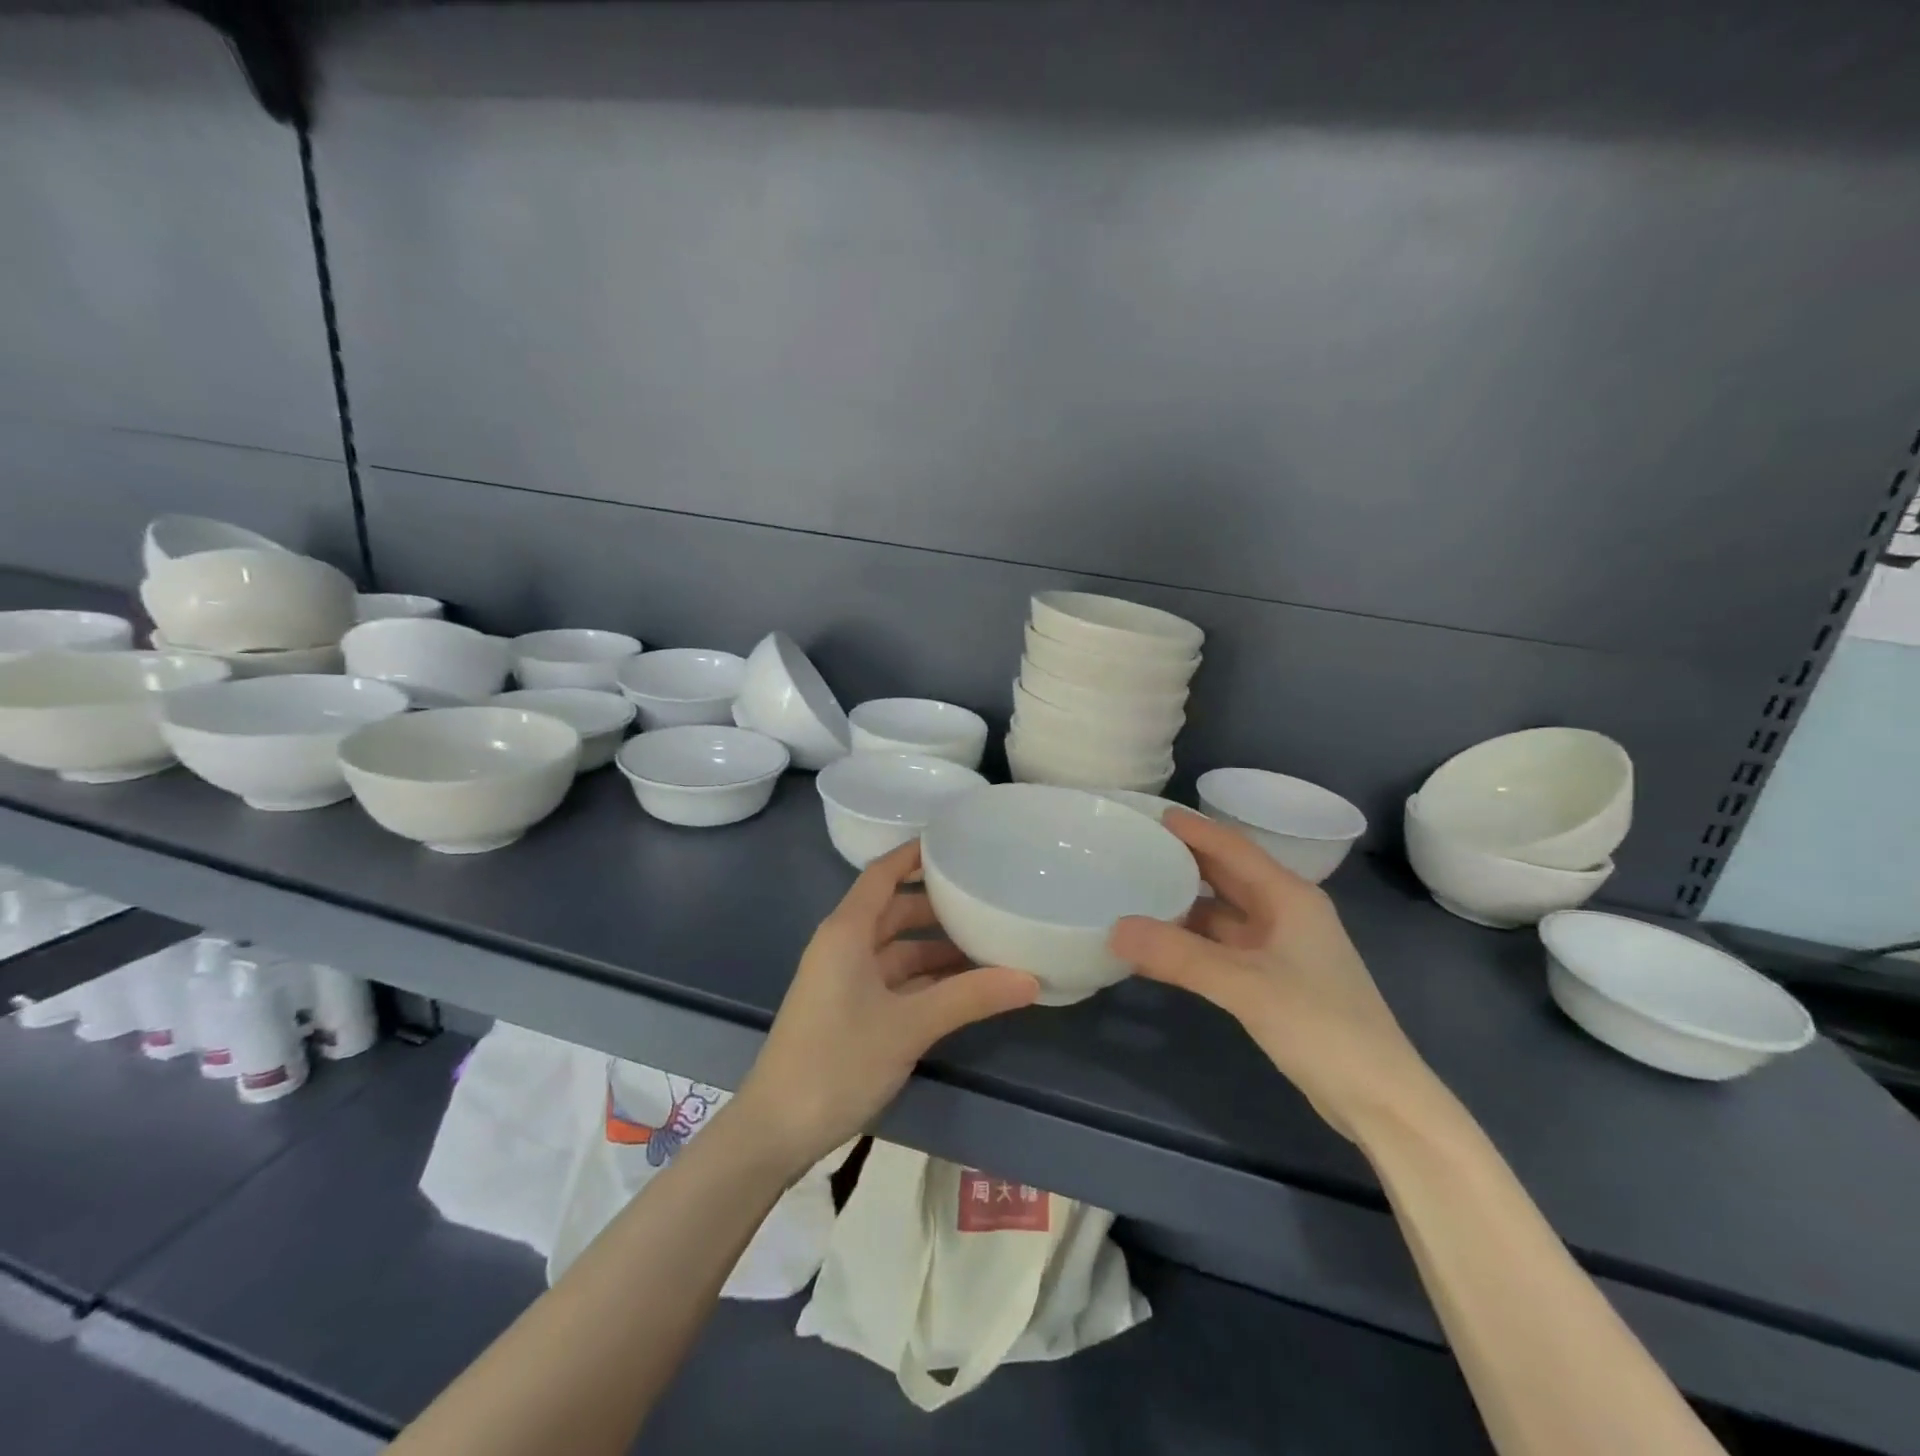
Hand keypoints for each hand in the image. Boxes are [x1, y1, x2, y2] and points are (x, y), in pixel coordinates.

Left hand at [738, 840, 1039, 1172]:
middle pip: (894, 910)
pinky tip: (961, 988)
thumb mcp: (909, 1026)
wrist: (776, 1130)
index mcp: (847, 931)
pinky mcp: (848, 1010)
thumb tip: (1031, 978)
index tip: (956, 842)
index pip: (883, 874)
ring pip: (896, 949)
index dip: (915, 854)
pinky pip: (893, 979)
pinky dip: (924, 979)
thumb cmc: (837, 1061)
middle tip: (987, 897)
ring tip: (986, 944)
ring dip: (935, 948)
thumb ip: (969, 997)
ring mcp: (844, 980)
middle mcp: (843, 946)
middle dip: (937, 905)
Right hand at [1110, 810, 1434, 1140]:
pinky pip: (1224, 946)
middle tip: (1135, 848)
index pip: (1233, 848)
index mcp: (1289, 897)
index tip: (1150, 813)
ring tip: (1137, 892)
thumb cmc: (1321, 1025)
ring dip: (1185, 903)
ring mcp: (1281, 948)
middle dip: (1185, 860)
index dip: (1193, 829)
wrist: (1379, 1098)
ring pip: (1224, 913)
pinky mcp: (1275, 980)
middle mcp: (1285, 913)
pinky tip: (1161, 945)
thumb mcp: (1245, 985)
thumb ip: (1179, 956)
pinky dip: (1193, 941)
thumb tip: (1114, 929)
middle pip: (1228, 874)